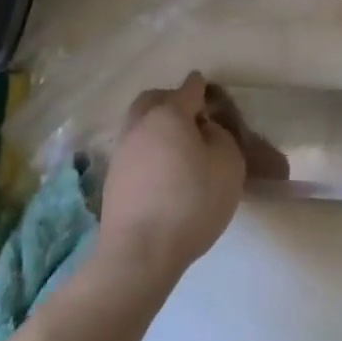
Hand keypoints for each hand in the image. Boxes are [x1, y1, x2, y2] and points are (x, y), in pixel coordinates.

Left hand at [98, 73, 246, 283]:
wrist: (140, 252)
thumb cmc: (191, 202)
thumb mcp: (228, 164)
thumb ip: (221, 137)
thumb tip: (205, 130)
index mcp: (169, 114)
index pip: (189, 89)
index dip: (203, 88)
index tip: (212, 93)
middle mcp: (140, 124)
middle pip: (154, 99)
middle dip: (172, 100)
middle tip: (192, 117)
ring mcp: (121, 151)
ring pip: (139, 124)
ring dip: (157, 126)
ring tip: (178, 147)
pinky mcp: (112, 178)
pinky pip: (134, 150)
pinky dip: (148, 150)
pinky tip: (163, 170)